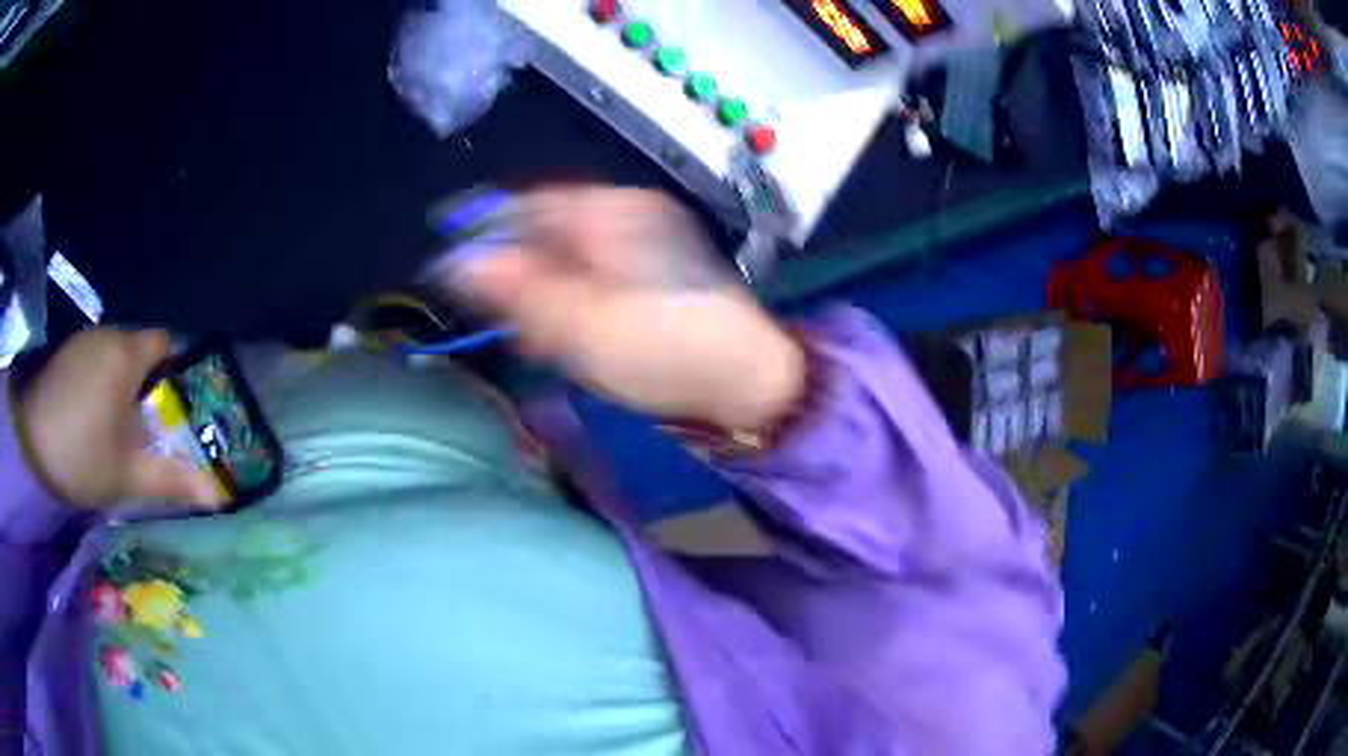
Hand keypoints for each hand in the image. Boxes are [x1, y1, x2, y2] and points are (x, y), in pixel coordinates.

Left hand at [13, 329, 222, 509]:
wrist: (27, 439)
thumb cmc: (80, 454)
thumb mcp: (127, 477)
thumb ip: (171, 481)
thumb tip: (218, 495)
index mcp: (128, 354)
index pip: (167, 343)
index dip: (177, 372)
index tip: (175, 409)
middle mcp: (109, 334)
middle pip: (141, 352)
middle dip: (148, 387)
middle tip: (147, 431)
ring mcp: (84, 340)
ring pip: (116, 357)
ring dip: (121, 386)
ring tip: (116, 430)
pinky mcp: (66, 352)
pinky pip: (95, 361)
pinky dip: (100, 384)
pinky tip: (89, 418)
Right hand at [445, 187, 805, 429]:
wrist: (748, 385)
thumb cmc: (669, 352)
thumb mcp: (585, 325)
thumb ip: (519, 291)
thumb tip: (459, 260)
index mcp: (615, 212)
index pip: (532, 204)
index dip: (490, 234)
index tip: (463, 278)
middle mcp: (627, 218)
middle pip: (546, 234)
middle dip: (522, 281)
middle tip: (519, 329)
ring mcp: (640, 247)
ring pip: (566, 263)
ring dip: (546, 302)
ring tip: (554, 344)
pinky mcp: (647, 279)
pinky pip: (591, 282)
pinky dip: (572, 310)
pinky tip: (574, 342)